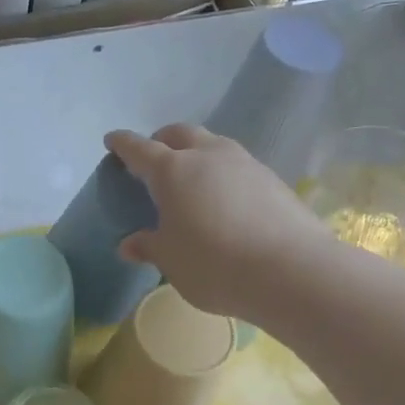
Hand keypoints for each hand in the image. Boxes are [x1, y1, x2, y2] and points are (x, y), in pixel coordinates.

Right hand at [104, 125, 326, 320]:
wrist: (291, 270)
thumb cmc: (214, 263)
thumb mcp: (171, 260)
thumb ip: (149, 246)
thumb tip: (130, 243)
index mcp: (173, 170)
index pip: (140, 149)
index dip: (123, 144)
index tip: (112, 141)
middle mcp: (208, 156)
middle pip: (180, 134)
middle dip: (162, 140)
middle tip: (153, 158)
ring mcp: (245, 164)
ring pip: (214, 145)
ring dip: (197, 153)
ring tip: (191, 179)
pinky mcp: (273, 180)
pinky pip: (238, 167)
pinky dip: (223, 174)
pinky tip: (225, 200)